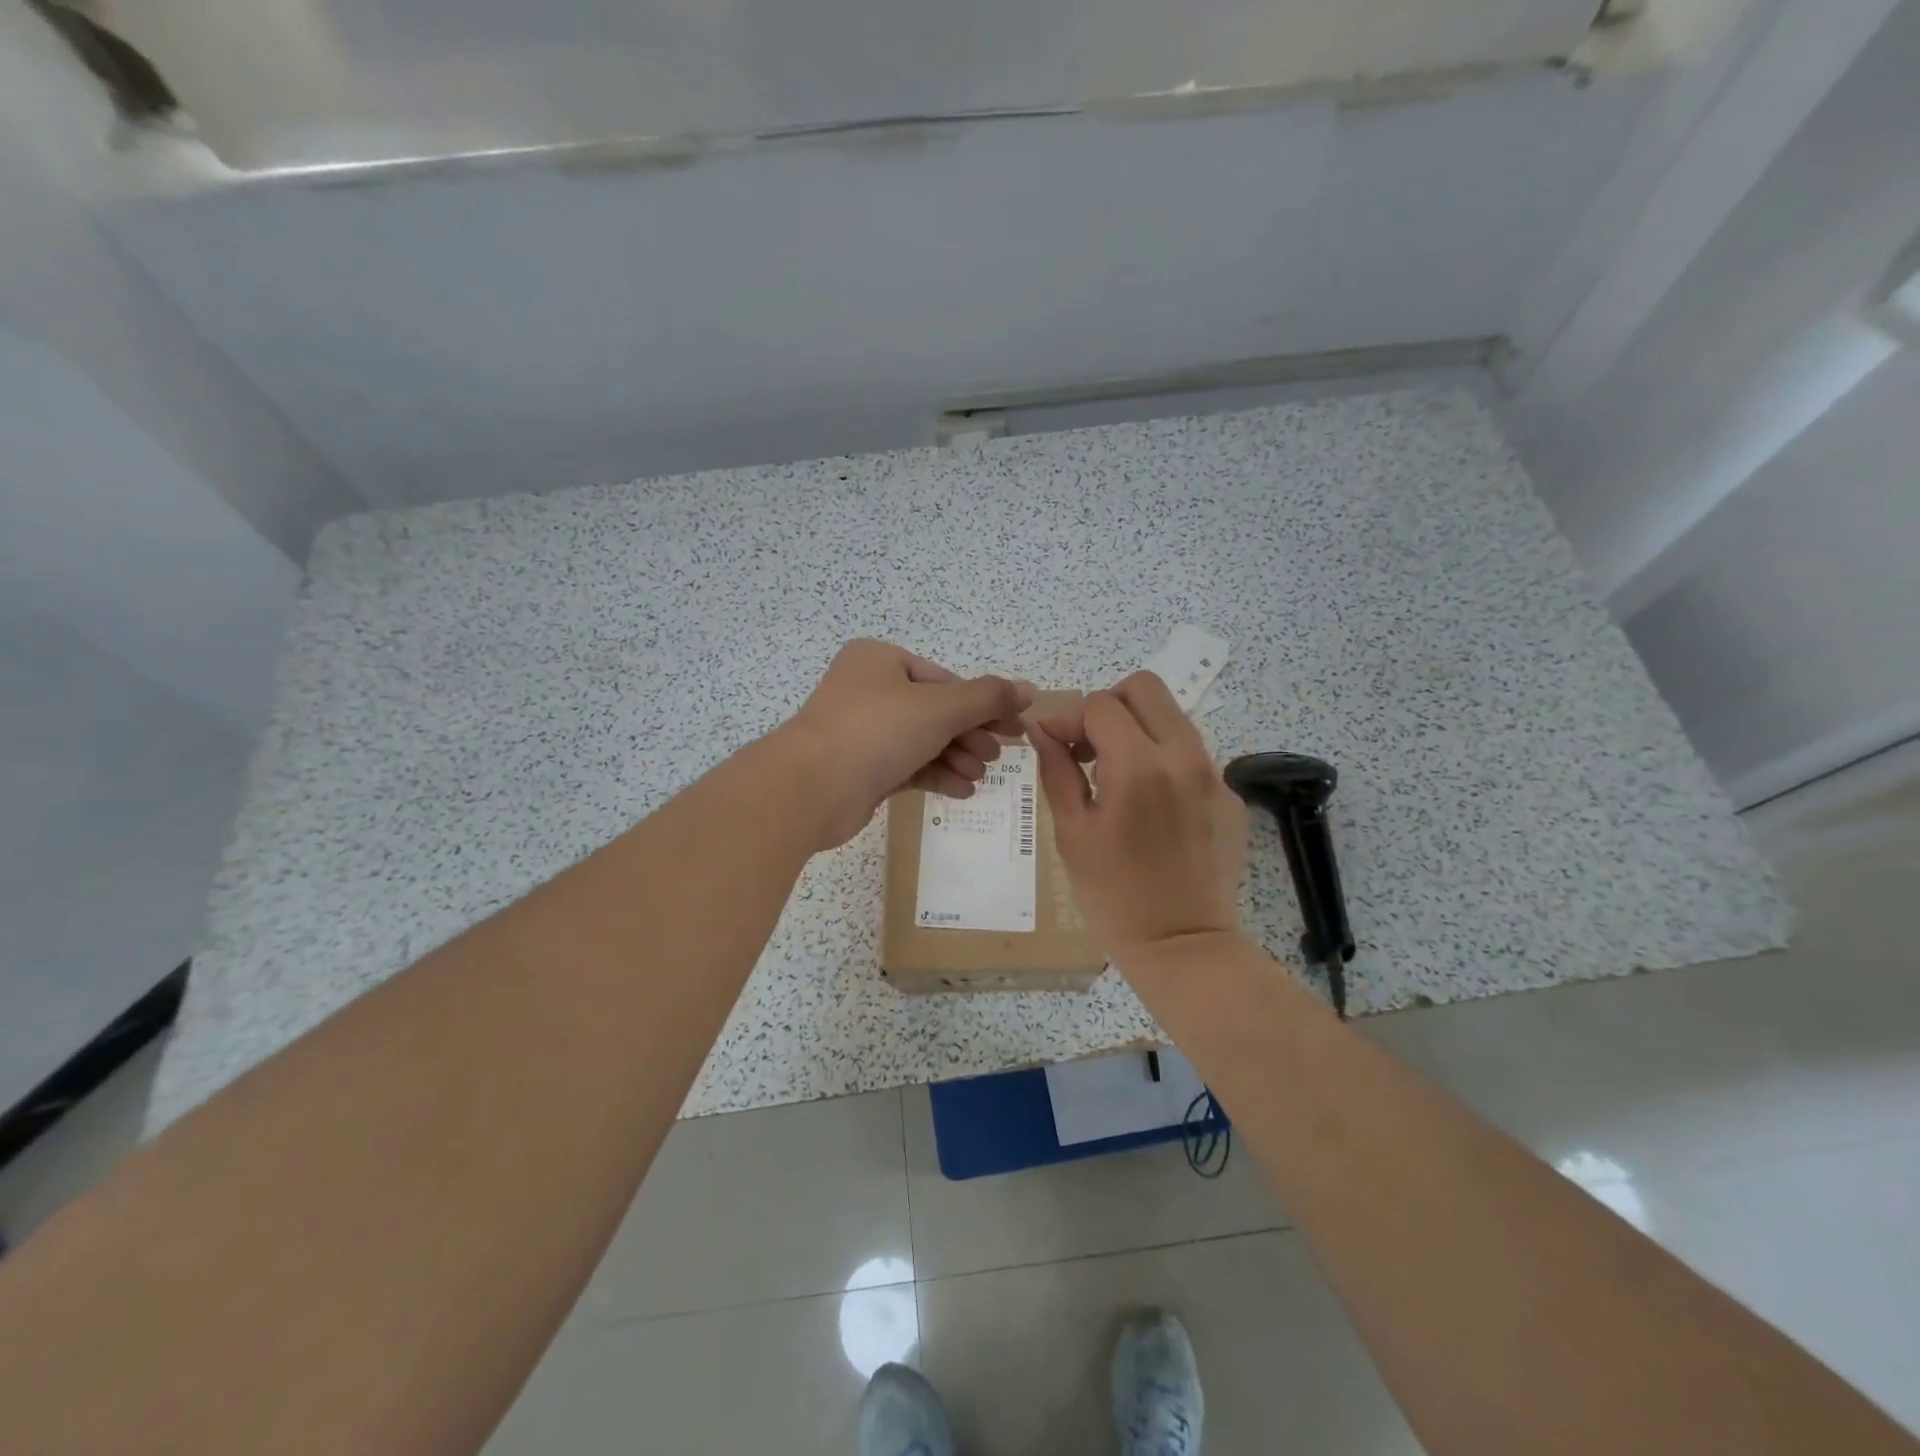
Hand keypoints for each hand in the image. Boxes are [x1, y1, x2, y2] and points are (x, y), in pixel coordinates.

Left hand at [779, 640, 1033, 847]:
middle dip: (969, 735)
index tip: (1013, 730)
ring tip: (979, 777)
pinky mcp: (859, 769)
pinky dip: (935, 775)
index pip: (944, 680)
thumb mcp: (940, 707)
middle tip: (997, 757)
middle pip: (935, 711)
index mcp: (880, 660)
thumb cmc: (877, 731)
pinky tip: (962, 790)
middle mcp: (868, 690)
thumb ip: (988, 697)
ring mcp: (861, 731)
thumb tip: (1029, 689)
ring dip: (956, 757)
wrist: (811, 788)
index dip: (983, 705)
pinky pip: (907, 766)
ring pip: (922, 741)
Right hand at [1028, 672, 1247, 968]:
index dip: (1067, 717)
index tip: (1052, 743)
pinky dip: (1163, 761)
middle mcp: (1184, 755)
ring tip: (1114, 773)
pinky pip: (1192, 754)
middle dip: (1108, 706)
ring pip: (1172, 717)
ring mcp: (1214, 774)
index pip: (1099, 705)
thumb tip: (1042, 732)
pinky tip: (1150, 806)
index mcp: (1138, 764)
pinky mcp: (1230, 795)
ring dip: (1137, 729)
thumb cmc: (1114, 895)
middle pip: (1145, 688)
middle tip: (1088, 745)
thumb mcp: (1072, 833)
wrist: (1184, 946)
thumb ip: (1057, 770)